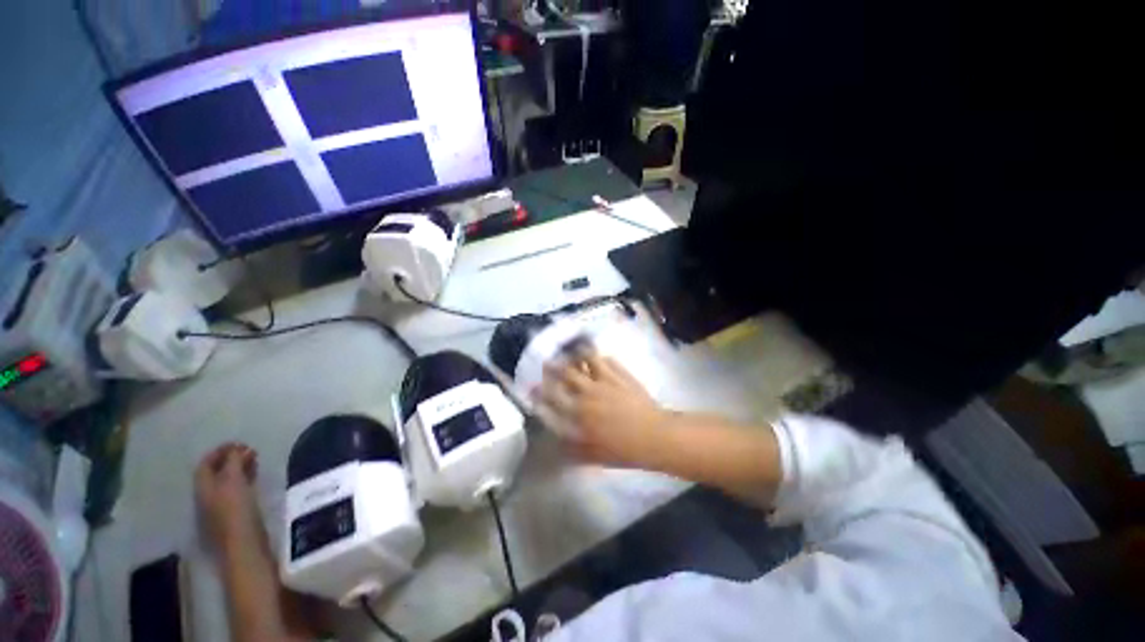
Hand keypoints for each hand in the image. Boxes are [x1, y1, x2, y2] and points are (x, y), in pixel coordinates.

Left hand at [195, 443, 259, 549]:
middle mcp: (206, 497)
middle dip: (230, 460)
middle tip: (250, 451)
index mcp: (203, 488)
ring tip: (255, 463)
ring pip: (227, 483)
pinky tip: (255, 481)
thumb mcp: (234, 481)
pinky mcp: (234, 516)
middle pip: (215, 474)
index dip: (219, 451)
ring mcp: (219, 508)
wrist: (244, 546)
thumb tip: (236, 449)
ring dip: (238, 470)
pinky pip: (236, 492)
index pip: (205, 465)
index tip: (238, 443)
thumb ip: (233, 463)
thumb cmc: (237, 510)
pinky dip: (244, 482)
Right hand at [533, 353, 669, 467]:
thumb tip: (558, 444)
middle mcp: (588, 392)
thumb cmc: (623, 450)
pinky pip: (608, 359)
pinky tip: (599, 357)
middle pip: (567, 372)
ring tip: (573, 351)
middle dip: (554, 366)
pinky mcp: (622, 374)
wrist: (654, 436)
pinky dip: (600, 357)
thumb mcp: (594, 456)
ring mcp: (606, 380)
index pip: (553, 397)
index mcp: (579, 412)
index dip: (540, 390)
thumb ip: (573, 449)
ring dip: (577, 354)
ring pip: (587, 359)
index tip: (533, 385)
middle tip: (548, 361)